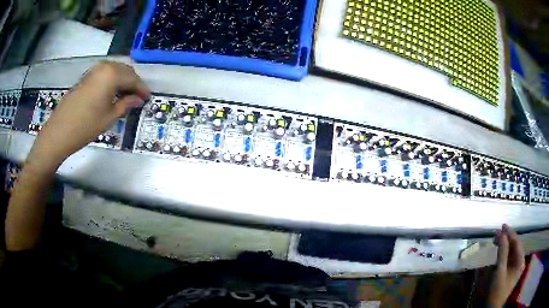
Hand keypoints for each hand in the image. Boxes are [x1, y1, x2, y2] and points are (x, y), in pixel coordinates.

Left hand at [27, 61, 149, 172]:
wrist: (59, 131)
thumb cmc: (86, 126)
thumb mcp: (109, 117)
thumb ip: (126, 104)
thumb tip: (138, 99)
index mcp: (112, 74)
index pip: (133, 78)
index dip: (142, 88)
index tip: (148, 98)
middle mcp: (104, 66)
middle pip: (125, 70)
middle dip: (133, 82)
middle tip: (138, 97)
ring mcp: (94, 70)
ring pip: (115, 70)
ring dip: (123, 80)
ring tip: (126, 95)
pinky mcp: (86, 76)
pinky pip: (105, 73)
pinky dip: (112, 80)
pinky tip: (112, 92)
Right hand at [488, 224, 524, 306]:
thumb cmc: (497, 291)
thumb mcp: (499, 271)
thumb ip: (502, 252)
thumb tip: (501, 233)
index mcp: (520, 261)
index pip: (517, 242)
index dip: (510, 233)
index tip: (502, 225)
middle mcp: (519, 263)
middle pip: (515, 247)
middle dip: (507, 239)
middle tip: (498, 232)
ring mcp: (515, 269)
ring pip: (511, 253)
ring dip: (505, 246)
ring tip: (497, 240)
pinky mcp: (509, 274)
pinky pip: (508, 260)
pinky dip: (504, 254)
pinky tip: (499, 251)